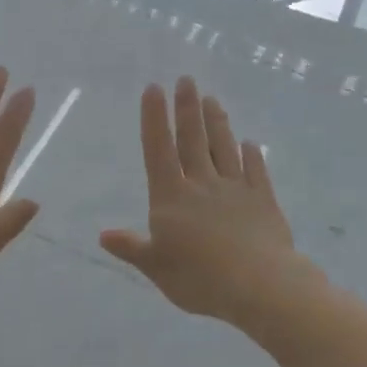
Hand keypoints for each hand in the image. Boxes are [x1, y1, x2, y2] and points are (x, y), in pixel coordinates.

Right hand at [101, 78, 311, 326]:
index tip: (154, 88)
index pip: (159, 150)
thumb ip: (132, 248)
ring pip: (224, 148)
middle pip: (193, 140)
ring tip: (212, 99)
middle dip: (187, 108)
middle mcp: (202, 184)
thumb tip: (103, 235)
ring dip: (217, 123)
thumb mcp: (156, 267)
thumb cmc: (200, 279)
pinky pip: (256, 172)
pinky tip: (250, 144)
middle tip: (187, 79)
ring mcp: (235, 190)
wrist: (260, 286)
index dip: (154, 118)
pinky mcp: (264, 201)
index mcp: (171, 197)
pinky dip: (252, 156)